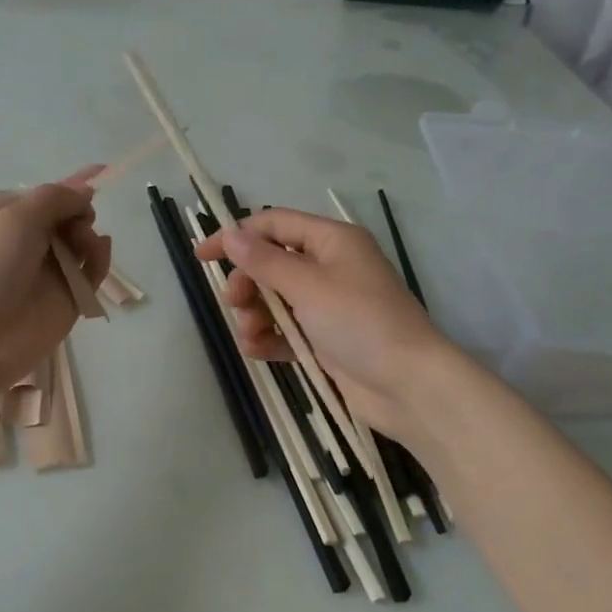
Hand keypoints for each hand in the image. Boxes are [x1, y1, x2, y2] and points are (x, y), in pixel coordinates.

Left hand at [0, 173, 111, 391]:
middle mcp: (27, 241)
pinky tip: (99, 254)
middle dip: (79, 213)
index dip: (73, 183)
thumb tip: (84, 193)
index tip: (103, 170)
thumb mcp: (17, 216)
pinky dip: (99, 260)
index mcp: (6, 216)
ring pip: (82, 243)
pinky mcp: (67, 298)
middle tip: (77, 224)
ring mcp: (48, 271)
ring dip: (89, 237)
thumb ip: (56, 197)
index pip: (46, 194)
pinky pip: (91, 272)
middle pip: (68, 216)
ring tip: (84, 245)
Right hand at [195, 208, 450, 443]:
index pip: (274, 225)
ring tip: (251, 335)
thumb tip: (231, 235)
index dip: (236, 236)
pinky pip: (286, 330)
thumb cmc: (360, 322)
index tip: (202, 255)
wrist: (410, 386)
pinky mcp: (326, 340)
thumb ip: (265, 261)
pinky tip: (257, 350)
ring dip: (255, 314)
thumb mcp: (308, 285)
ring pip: (275, 299)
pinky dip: (269, 338)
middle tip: (235, 303)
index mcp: (332, 241)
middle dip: (247, 283)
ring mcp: (329, 305)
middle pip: (271, 263)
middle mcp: (330, 267)